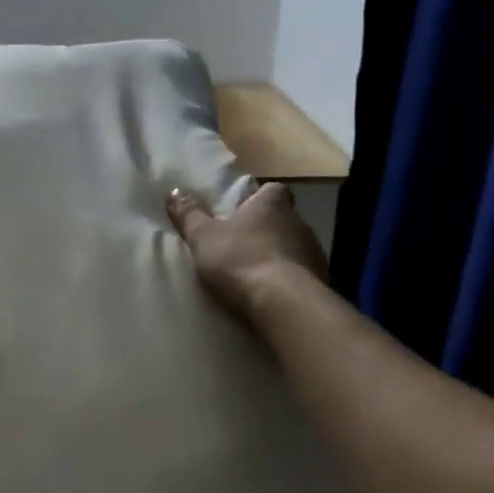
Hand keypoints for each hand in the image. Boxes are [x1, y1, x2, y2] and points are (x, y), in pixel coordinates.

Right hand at [166, 181, 328, 321]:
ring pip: (294, 247)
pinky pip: (301, 275)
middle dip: (266, 229)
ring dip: (278, 255)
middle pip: (283, 219)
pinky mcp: (320, 281)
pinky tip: (270, 294)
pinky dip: (287, 280)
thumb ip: (189, 215)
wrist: (282, 303)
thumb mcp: (203, 236)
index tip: (245, 209)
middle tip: (242, 242)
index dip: (260, 197)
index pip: (273, 190)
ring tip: (254, 272)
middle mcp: (298, 222)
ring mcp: (313, 252)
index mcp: (272, 204)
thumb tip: (173, 191)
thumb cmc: (239, 258)